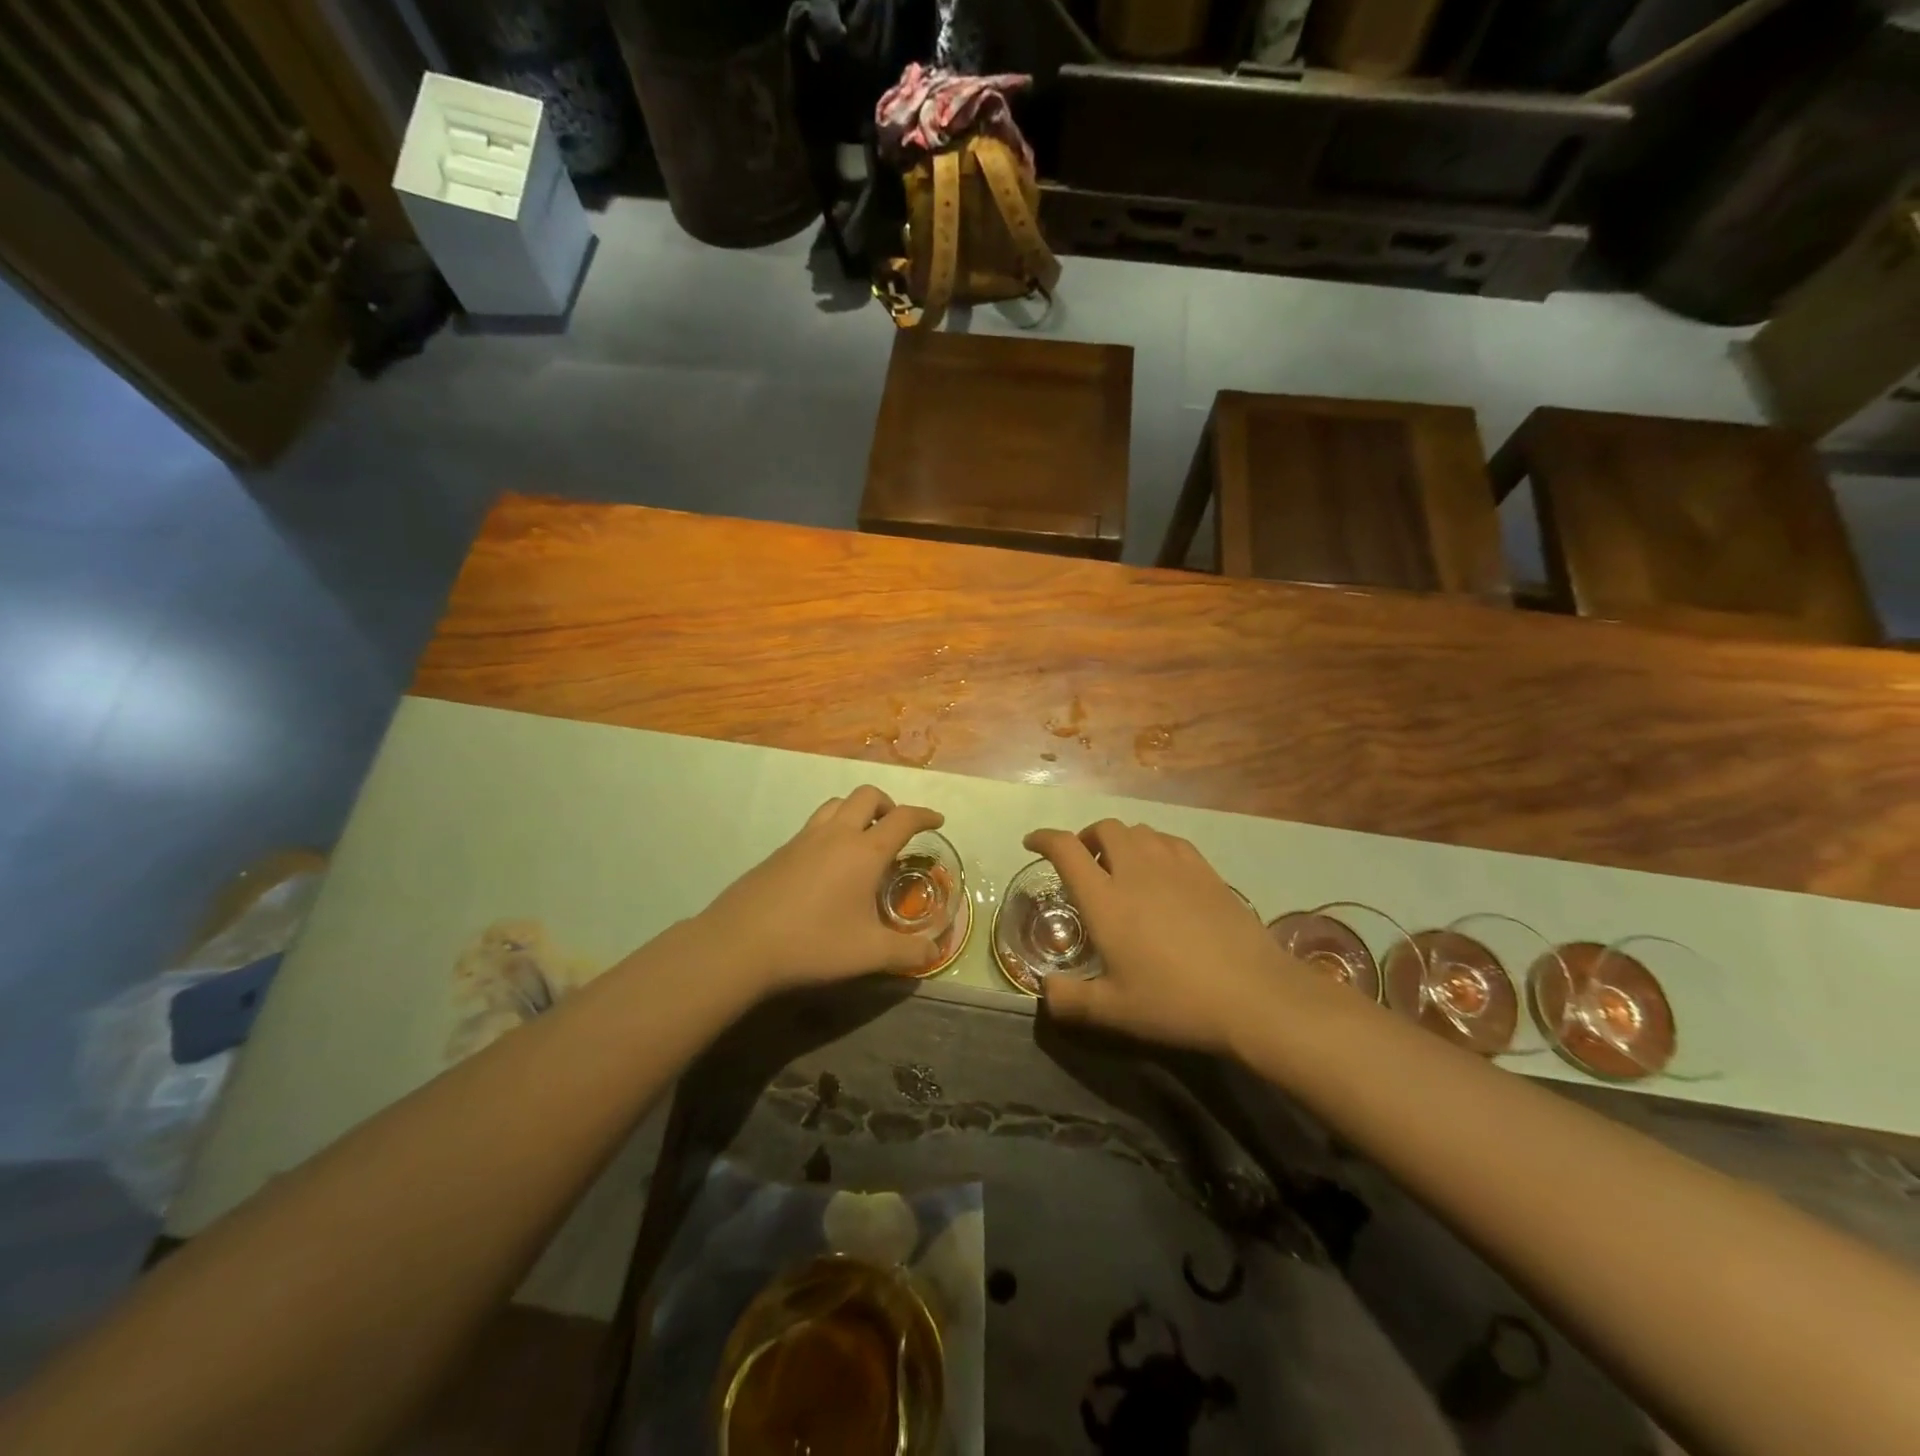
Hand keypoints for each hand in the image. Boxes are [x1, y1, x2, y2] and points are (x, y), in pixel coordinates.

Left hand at [697, 786, 946, 994]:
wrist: (739, 944)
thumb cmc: (813, 943)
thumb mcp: (869, 954)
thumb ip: (907, 953)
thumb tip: (933, 953)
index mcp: (864, 852)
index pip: (903, 819)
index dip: (924, 816)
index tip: (937, 821)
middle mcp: (836, 834)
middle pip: (867, 796)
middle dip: (888, 804)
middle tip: (896, 828)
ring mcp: (803, 839)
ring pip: (836, 803)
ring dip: (856, 810)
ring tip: (863, 838)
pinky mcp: (779, 851)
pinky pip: (813, 824)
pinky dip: (831, 829)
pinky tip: (827, 864)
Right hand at [1026, 820, 1292, 1053]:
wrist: (1253, 994)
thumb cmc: (1175, 1002)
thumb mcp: (1114, 1011)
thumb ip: (1069, 1000)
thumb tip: (1045, 991)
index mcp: (1105, 899)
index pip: (1066, 850)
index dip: (1044, 838)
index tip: (1032, 842)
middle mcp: (1136, 870)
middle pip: (1104, 828)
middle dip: (1086, 837)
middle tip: (1084, 861)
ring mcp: (1175, 866)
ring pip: (1139, 830)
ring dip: (1120, 840)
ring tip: (1121, 865)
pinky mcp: (1206, 871)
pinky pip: (1170, 841)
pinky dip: (1153, 845)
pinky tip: (1160, 870)